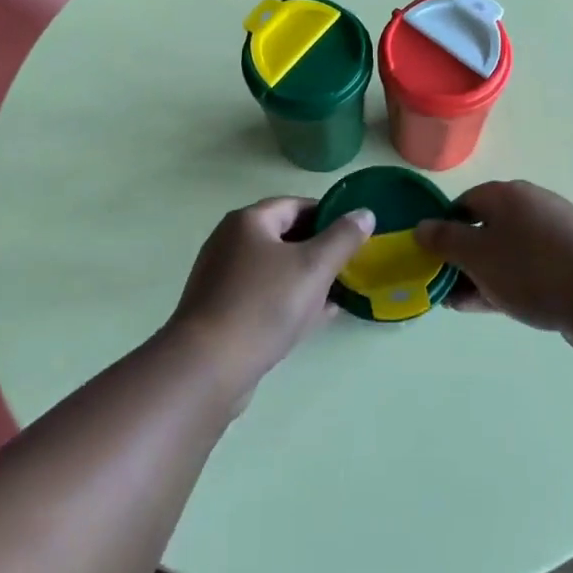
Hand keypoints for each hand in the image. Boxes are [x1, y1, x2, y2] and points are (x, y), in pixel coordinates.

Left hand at [167, 197, 374, 405]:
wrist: (208, 367)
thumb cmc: (263, 305)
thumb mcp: (313, 267)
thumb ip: (342, 238)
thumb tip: (364, 213)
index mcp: (248, 221)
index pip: (295, 205)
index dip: (328, 215)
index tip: (355, 233)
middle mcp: (230, 242)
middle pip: (284, 236)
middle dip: (319, 249)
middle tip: (350, 266)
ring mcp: (223, 278)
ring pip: (275, 269)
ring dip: (307, 278)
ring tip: (339, 293)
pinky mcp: (222, 311)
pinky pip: (264, 296)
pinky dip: (289, 300)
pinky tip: (315, 318)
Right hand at [415, 180, 572, 356]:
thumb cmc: (536, 268)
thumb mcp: (478, 254)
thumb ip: (445, 241)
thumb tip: (421, 226)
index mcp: (506, 195)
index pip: (463, 204)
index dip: (442, 228)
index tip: (428, 258)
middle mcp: (531, 209)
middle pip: (485, 228)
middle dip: (461, 257)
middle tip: (440, 286)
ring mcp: (555, 239)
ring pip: (506, 255)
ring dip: (482, 276)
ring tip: (459, 304)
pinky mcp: (572, 268)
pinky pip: (528, 274)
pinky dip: (508, 287)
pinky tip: (495, 308)